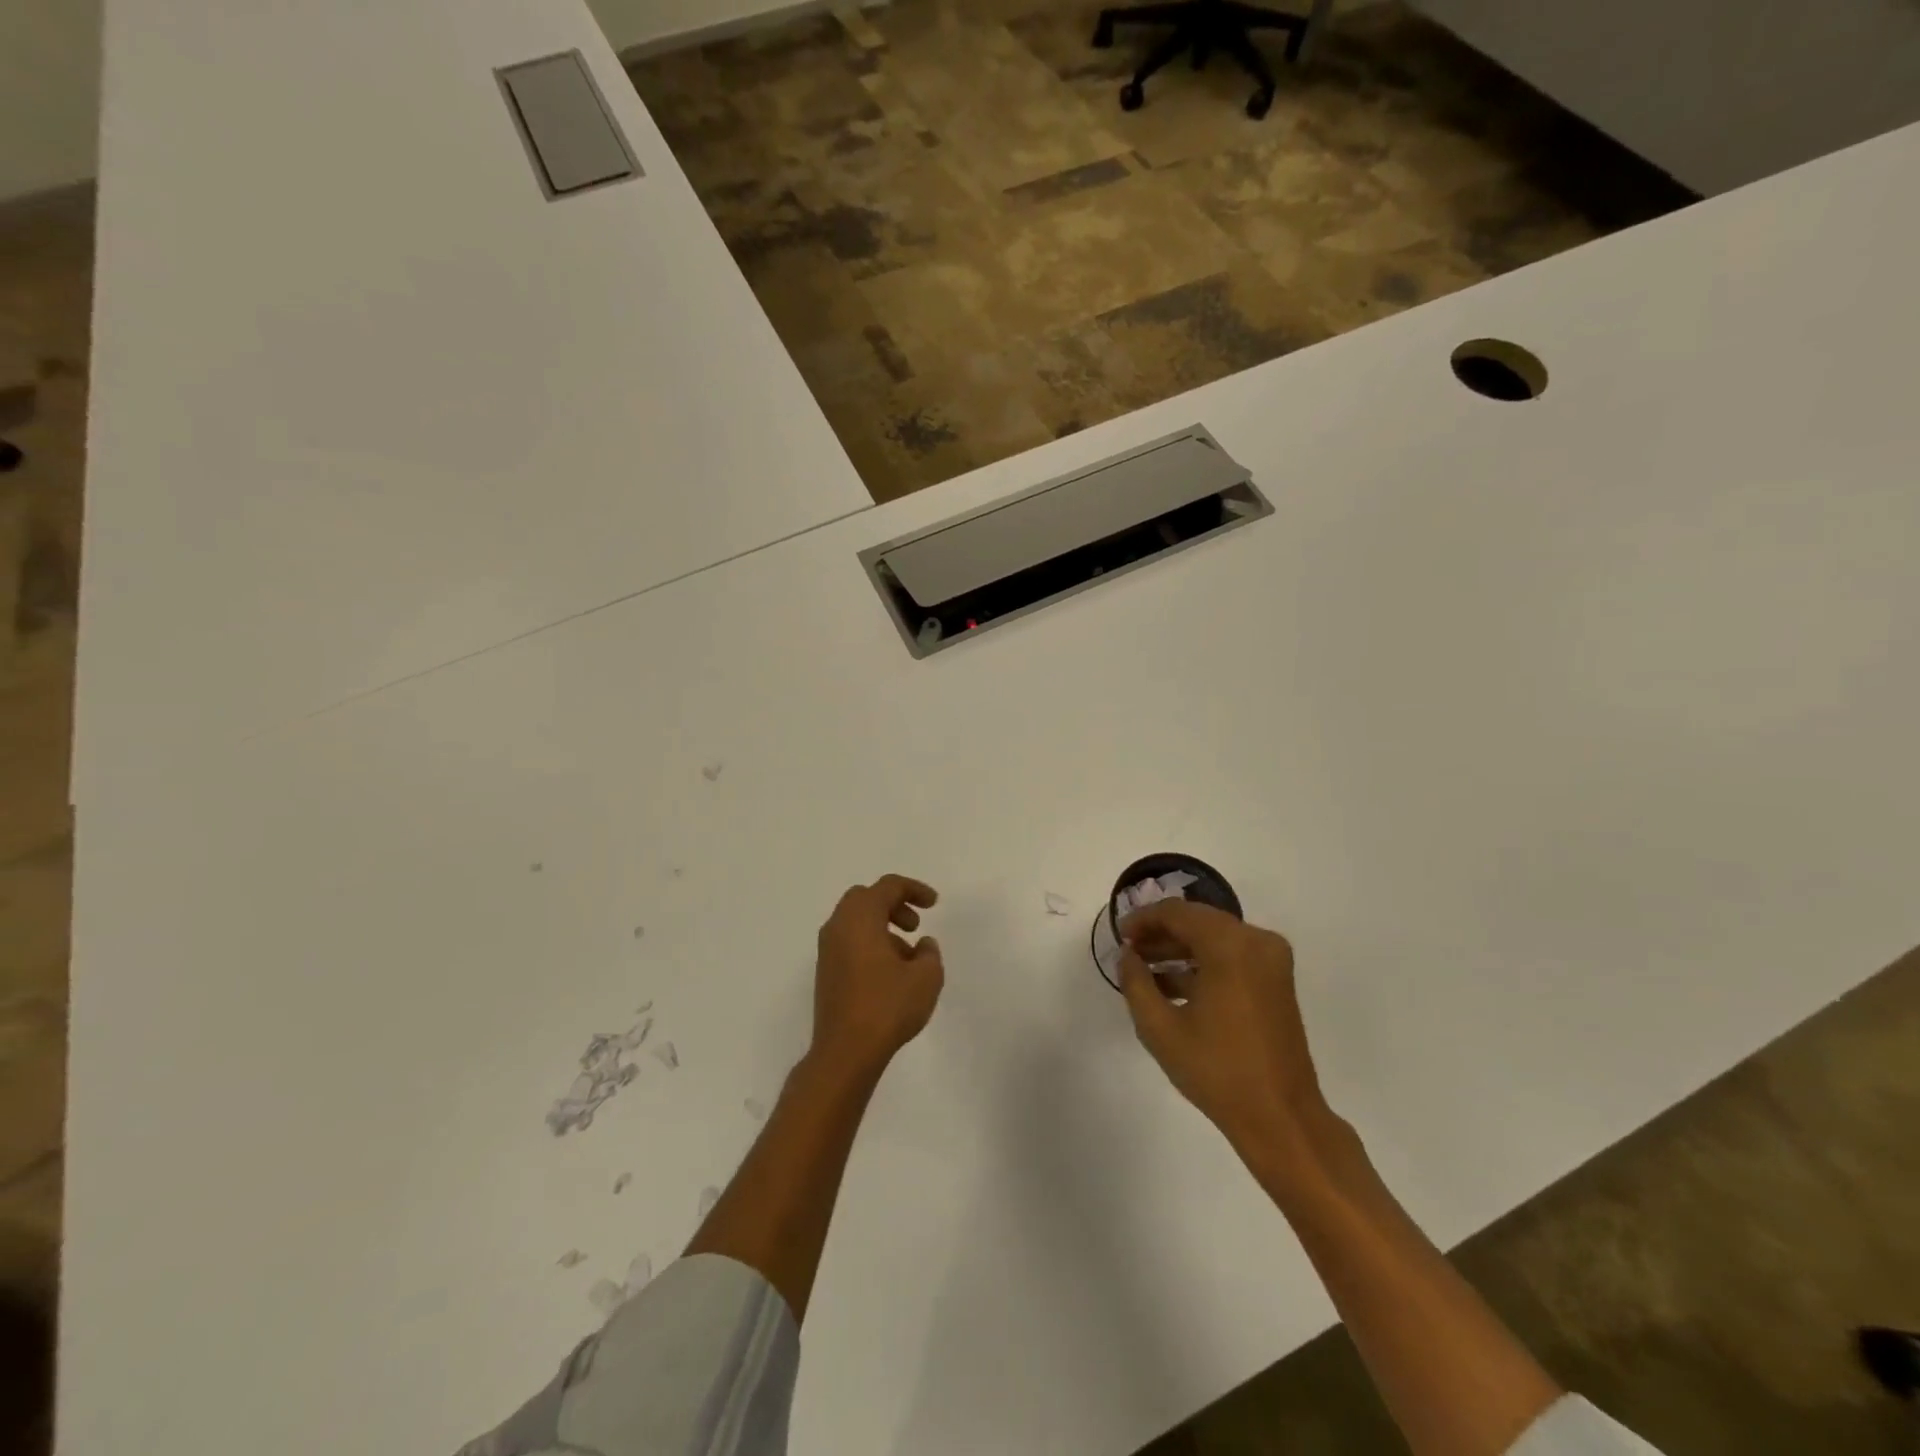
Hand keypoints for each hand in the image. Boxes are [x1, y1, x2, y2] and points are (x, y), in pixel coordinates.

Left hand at [810, 875, 943, 1076]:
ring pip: (856, 922)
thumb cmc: (887, 1007)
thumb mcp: (925, 978)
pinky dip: (870, 944)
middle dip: (893, 905)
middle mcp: (838, 927)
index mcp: (860, 918)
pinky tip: (890, 973)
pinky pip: (849, 942)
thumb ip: (929, 953)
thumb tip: (922, 945)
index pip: (887, 887)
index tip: (934, 904)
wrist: (845, 1052)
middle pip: (866, 898)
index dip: (914, 889)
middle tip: (915, 925)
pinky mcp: (826, 972)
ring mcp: (827, 951)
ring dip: (883, 927)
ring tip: (908, 956)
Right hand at [1119, 900, 1331, 1168]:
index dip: (1143, 919)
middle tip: (1130, 951)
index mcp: (1229, 945)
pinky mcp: (1277, 980)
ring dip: (1180, 948)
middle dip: (1161, 932)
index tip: (1119, 937)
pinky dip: (1203, 962)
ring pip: (1215, 937)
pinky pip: (1232, 955)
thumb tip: (1127, 955)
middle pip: (1198, 920)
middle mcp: (1256, 941)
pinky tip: (1174, 985)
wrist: (1280, 1117)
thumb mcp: (1159, 1027)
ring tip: (1145, 969)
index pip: (1176, 913)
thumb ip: (1135, 982)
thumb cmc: (1216, 1070)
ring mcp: (1271, 960)